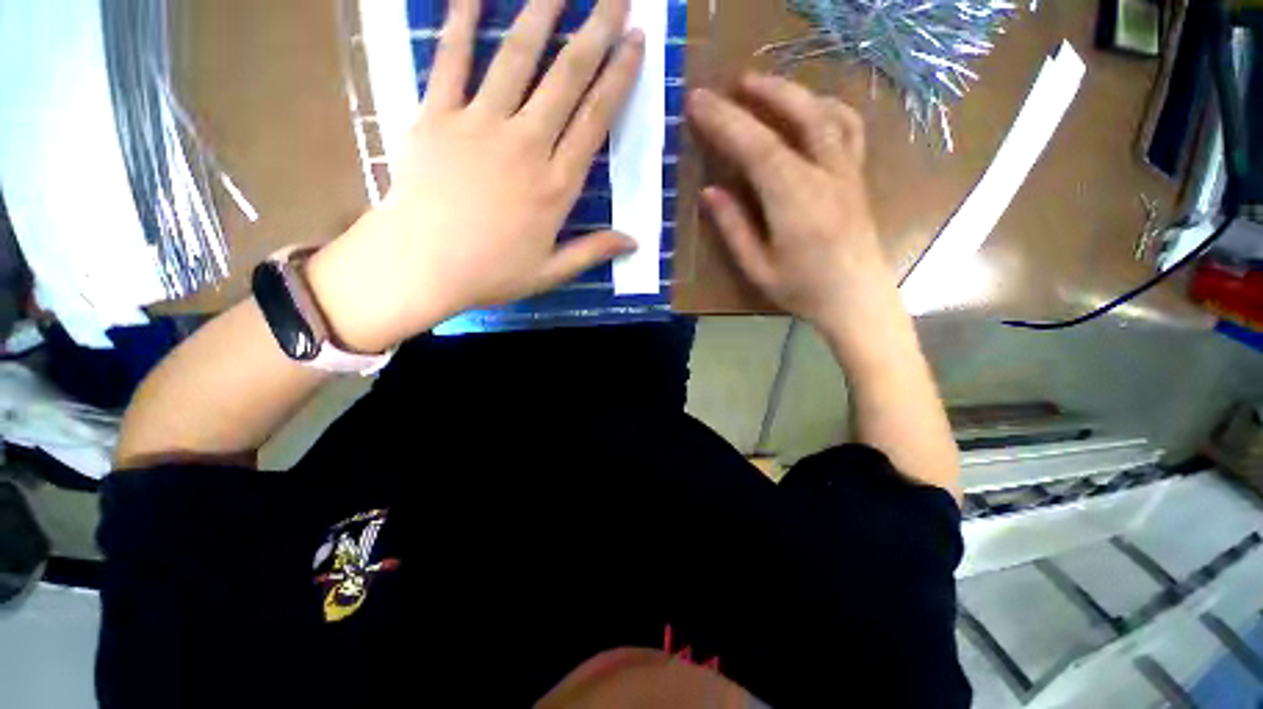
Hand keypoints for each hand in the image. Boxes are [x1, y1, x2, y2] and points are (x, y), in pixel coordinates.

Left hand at [308, 0, 643, 352]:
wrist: (420, 267)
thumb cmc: (490, 273)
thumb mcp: (550, 272)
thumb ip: (593, 252)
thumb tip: (635, 243)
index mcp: (556, 186)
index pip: (596, 121)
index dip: (618, 78)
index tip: (635, 43)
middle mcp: (527, 145)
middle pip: (567, 79)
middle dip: (595, 31)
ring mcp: (480, 124)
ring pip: (517, 57)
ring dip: (542, 13)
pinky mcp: (437, 116)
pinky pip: (451, 59)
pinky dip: (460, 21)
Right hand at [686, 74, 890, 334]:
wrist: (857, 300)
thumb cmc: (803, 291)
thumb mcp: (758, 268)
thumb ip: (734, 228)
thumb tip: (710, 192)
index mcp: (795, 202)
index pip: (757, 148)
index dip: (726, 122)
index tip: (698, 102)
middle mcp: (825, 176)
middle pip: (796, 118)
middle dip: (761, 95)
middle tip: (730, 83)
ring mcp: (847, 173)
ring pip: (826, 115)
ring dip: (793, 93)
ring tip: (765, 86)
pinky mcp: (856, 177)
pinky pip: (848, 129)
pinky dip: (827, 109)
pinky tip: (810, 109)